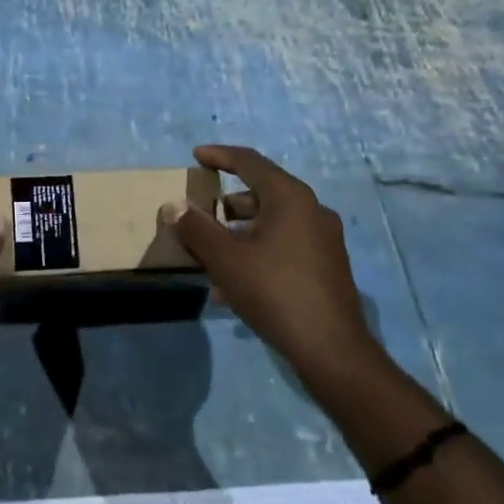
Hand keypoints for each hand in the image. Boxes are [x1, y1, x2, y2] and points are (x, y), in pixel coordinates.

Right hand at [168, 145, 386, 388]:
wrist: (330, 347)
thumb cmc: (274, 291)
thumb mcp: (225, 259)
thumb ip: (196, 229)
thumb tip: (173, 206)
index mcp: (290, 197)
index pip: (250, 161)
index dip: (220, 155)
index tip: (197, 156)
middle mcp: (311, 209)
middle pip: (262, 192)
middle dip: (228, 201)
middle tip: (202, 210)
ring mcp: (323, 238)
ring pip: (273, 222)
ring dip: (240, 230)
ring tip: (212, 251)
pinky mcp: (326, 265)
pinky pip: (284, 245)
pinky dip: (257, 250)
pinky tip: (235, 283)